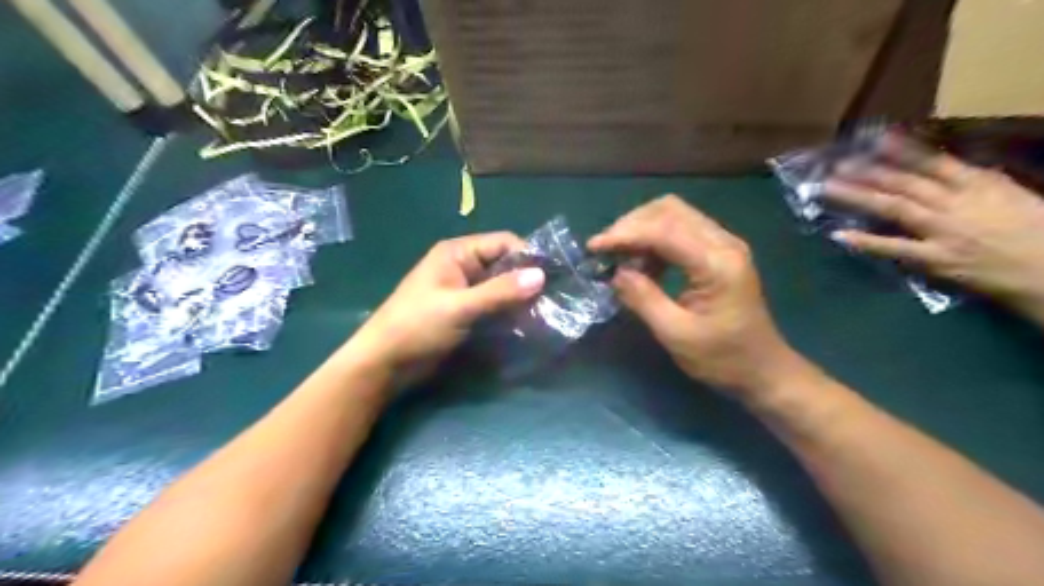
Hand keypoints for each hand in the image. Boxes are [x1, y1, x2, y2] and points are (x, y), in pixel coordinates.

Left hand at [351, 234, 547, 383]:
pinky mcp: (465, 312)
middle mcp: (463, 266)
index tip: (552, 277)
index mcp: (457, 253)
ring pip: (501, 287)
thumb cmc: (417, 326)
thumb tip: (541, 275)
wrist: (385, 363)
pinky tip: (526, 324)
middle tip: (553, 299)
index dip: (528, 256)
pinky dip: (509, 312)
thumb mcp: (460, 307)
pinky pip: (494, 305)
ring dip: (520, 298)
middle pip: (504, 264)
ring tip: (545, 314)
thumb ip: (500, 292)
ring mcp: (464, 290)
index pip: (503, 243)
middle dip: (526, 280)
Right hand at [587, 193, 800, 395]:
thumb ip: (643, 299)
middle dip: (631, 224)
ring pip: (674, 214)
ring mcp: (724, 244)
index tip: (594, 247)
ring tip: (621, 257)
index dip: (625, 234)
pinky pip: (682, 230)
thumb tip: (616, 273)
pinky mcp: (720, 251)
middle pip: (670, 210)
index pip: (664, 231)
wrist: (763, 369)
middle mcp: (724, 243)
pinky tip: (644, 264)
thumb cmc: (722, 358)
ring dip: (642, 229)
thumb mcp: (676, 335)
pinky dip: (655, 239)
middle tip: (606, 250)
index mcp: (717, 264)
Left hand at [824, 136, 1043, 321]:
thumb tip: (943, 170)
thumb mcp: (1010, 194)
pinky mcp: (935, 258)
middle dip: (869, 171)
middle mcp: (955, 203)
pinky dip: (865, 241)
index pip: (933, 162)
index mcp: (978, 184)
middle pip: (904, 183)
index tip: (876, 139)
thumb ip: (974, 182)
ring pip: (893, 207)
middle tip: (839, 163)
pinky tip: (839, 234)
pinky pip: (894, 248)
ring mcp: (942, 231)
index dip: (903, 149)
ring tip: (829, 187)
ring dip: (858, 196)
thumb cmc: (1038, 229)